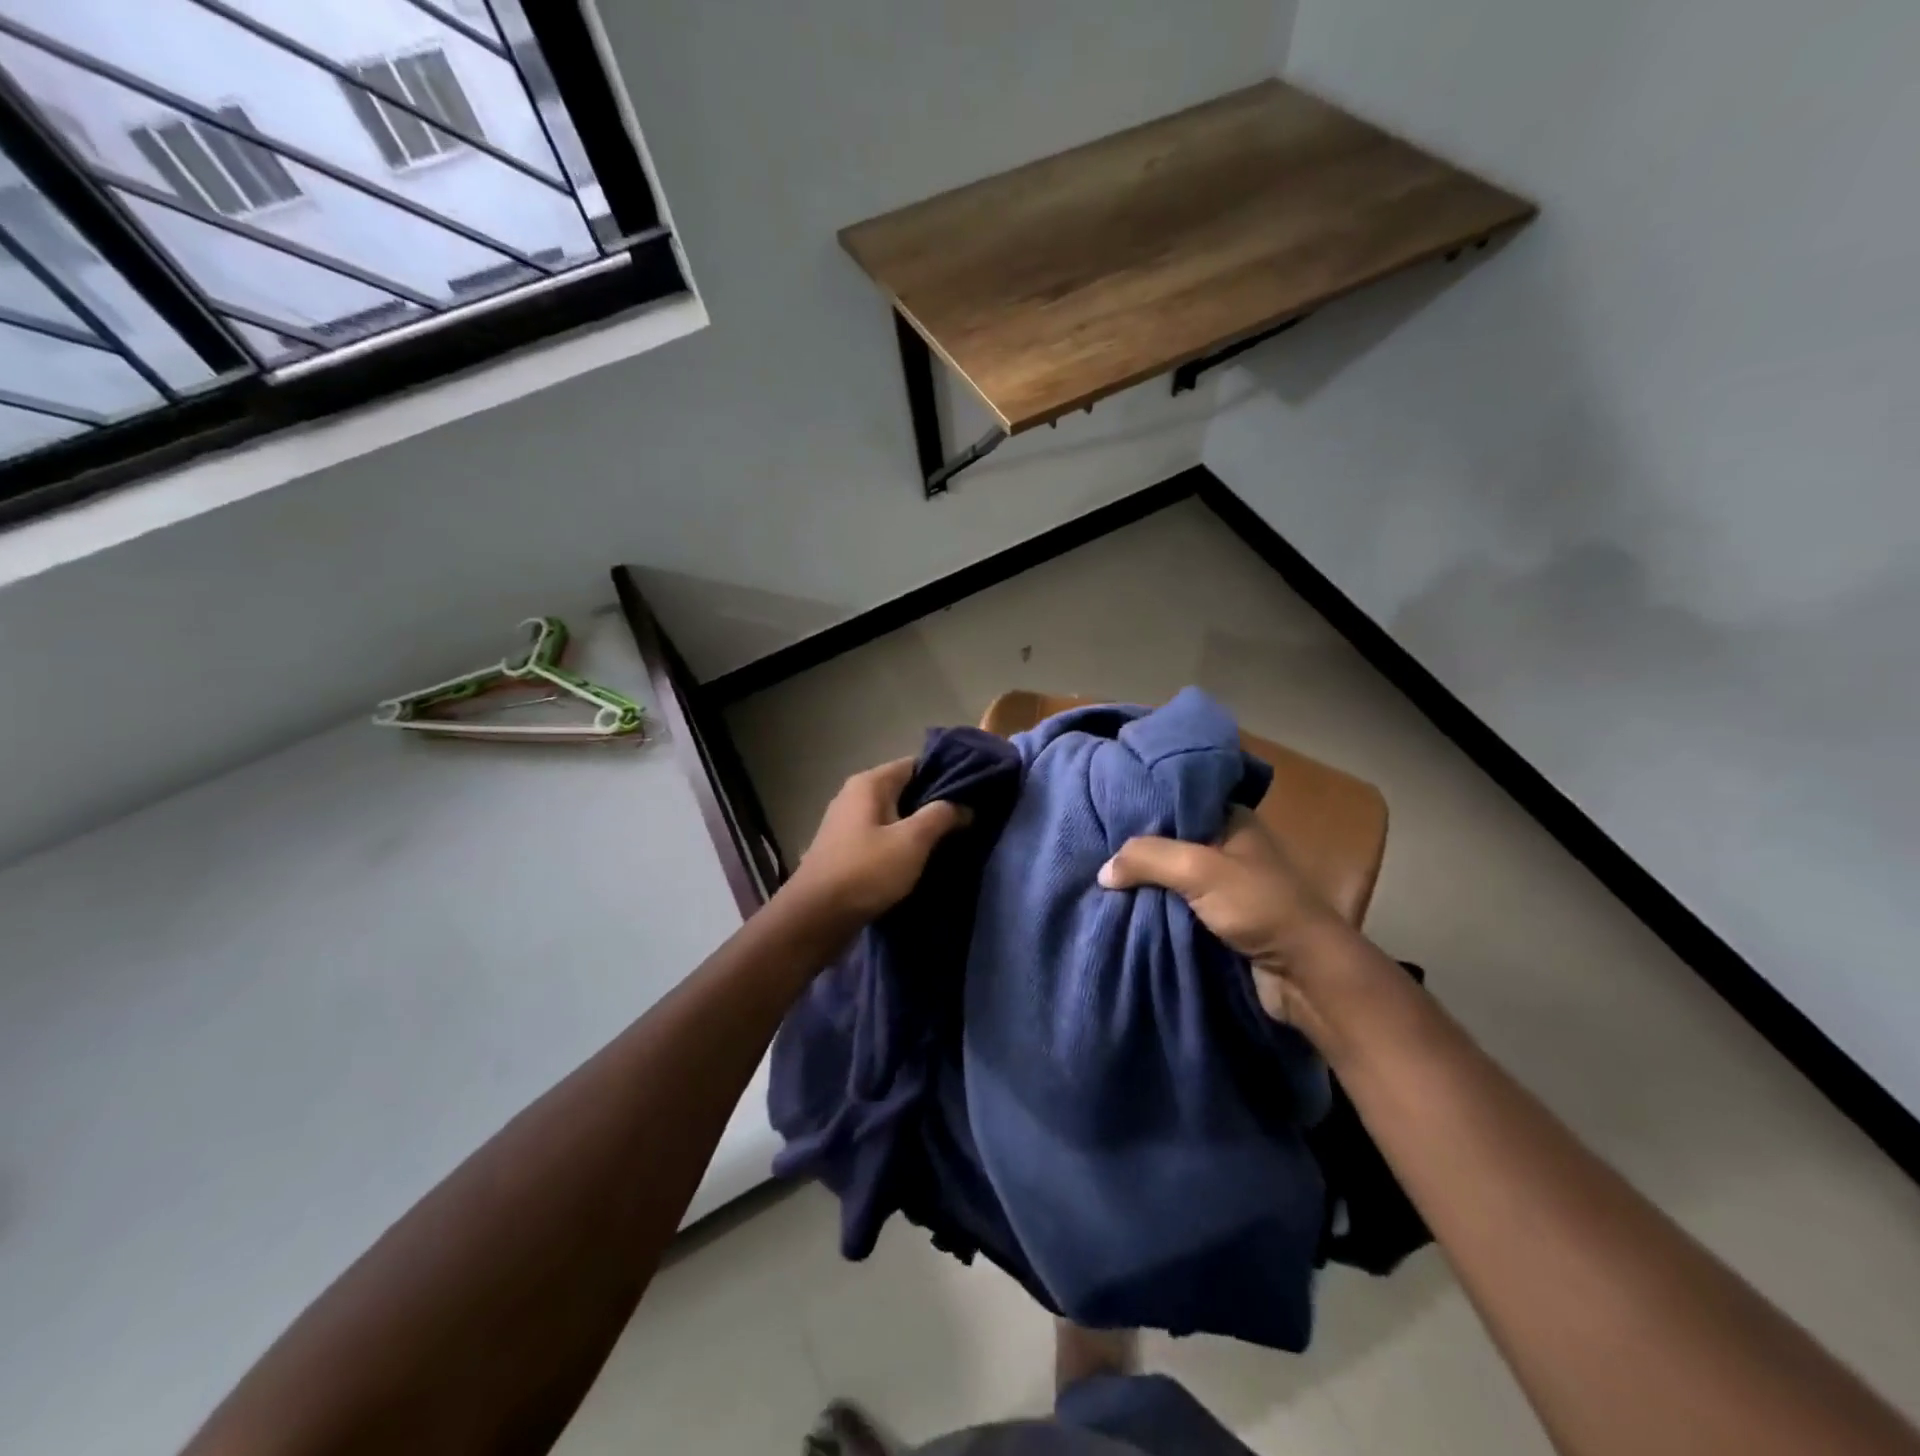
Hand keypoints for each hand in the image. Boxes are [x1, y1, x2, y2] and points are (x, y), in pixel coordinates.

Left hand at [785, 758, 969, 924]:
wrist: (815, 918)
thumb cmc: (866, 871)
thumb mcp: (911, 841)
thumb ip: (940, 816)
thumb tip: (964, 805)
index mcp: (869, 784)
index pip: (916, 764)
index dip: (946, 774)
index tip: (974, 790)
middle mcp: (855, 796)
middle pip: (905, 790)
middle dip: (935, 803)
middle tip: (970, 817)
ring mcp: (848, 824)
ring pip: (895, 816)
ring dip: (920, 827)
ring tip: (953, 839)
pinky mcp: (846, 850)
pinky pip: (883, 837)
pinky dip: (902, 844)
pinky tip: (922, 859)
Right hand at [1099, 808, 1377, 1033]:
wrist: (1305, 974)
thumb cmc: (1259, 906)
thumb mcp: (1199, 869)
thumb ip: (1148, 858)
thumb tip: (1103, 871)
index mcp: (1232, 818)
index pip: (1178, 799)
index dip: (1143, 803)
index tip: (1104, 808)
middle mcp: (1227, 845)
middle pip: (1170, 839)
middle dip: (1137, 848)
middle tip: (1094, 847)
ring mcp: (1224, 883)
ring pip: (1171, 875)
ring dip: (1144, 882)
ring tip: (1100, 878)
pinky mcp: (1220, 917)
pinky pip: (1176, 904)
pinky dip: (1154, 906)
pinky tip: (1124, 905)